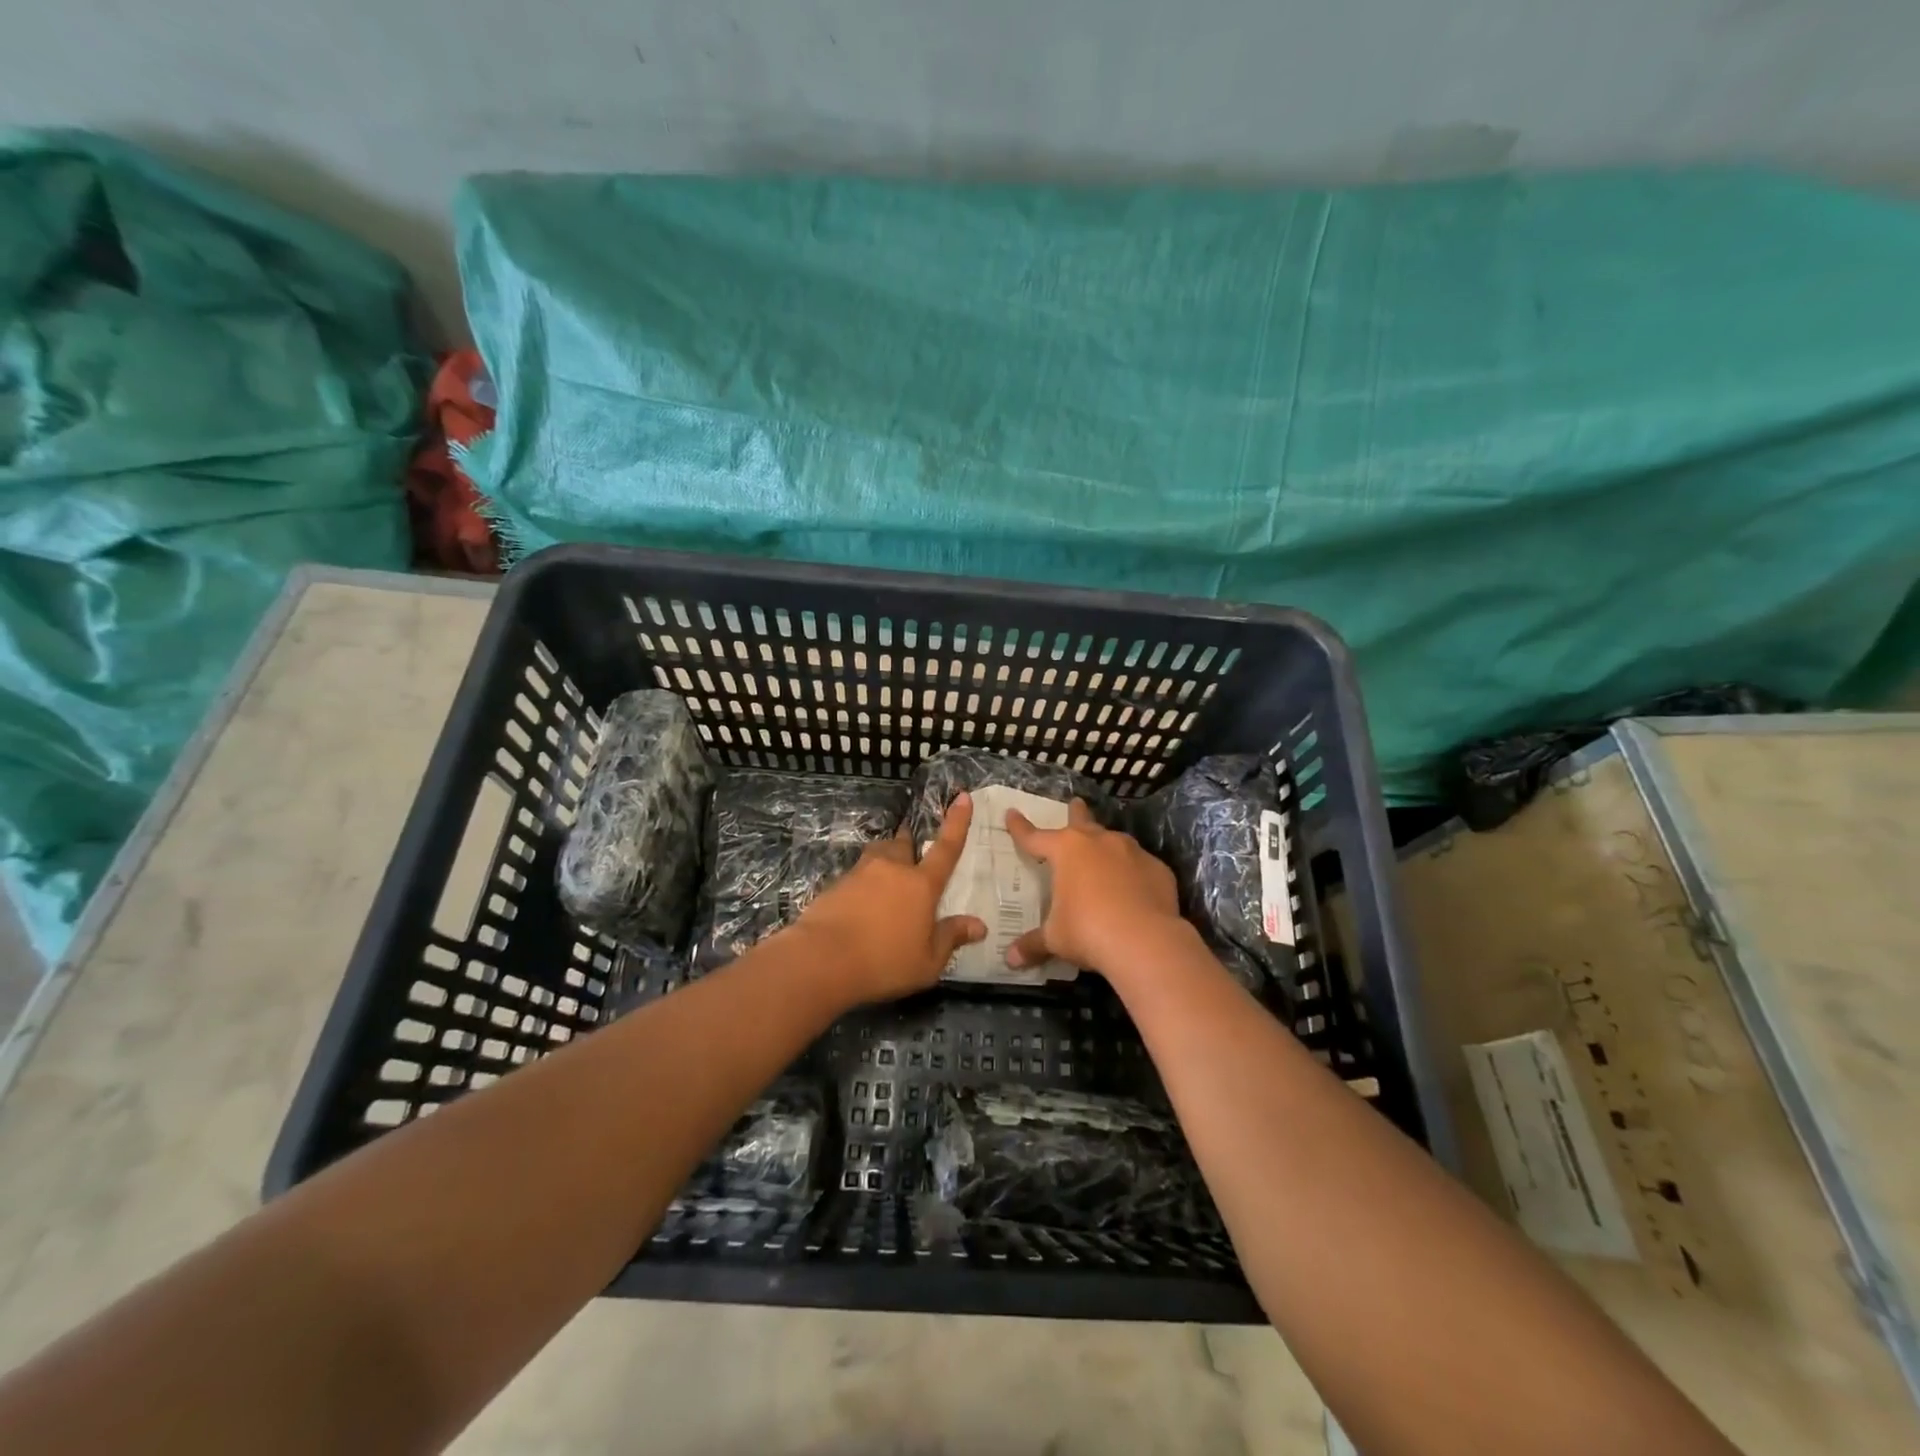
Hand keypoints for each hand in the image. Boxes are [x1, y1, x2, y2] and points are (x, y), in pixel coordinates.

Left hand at [788, 792, 986, 1003]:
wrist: (821, 959)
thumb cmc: (884, 961)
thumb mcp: (927, 961)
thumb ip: (951, 938)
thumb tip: (979, 925)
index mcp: (921, 884)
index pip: (946, 847)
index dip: (957, 821)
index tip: (962, 796)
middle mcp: (892, 869)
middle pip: (904, 843)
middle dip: (910, 842)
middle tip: (913, 854)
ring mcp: (861, 873)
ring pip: (878, 855)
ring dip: (886, 860)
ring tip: (886, 881)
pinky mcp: (836, 885)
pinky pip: (857, 876)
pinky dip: (863, 885)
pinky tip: (861, 907)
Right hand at [1004, 798, 1185, 978]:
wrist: (1146, 941)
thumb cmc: (1088, 932)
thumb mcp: (1055, 939)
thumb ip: (1033, 944)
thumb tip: (1011, 960)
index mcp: (1066, 851)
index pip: (1035, 836)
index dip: (1021, 827)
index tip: (1012, 813)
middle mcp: (1099, 842)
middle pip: (1082, 821)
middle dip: (1076, 812)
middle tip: (1076, 803)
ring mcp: (1132, 852)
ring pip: (1115, 841)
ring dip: (1106, 847)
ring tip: (1105, 857)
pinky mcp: (1158, 869)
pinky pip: (1141, 866)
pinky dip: (1134, 874)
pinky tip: (1134, 891)